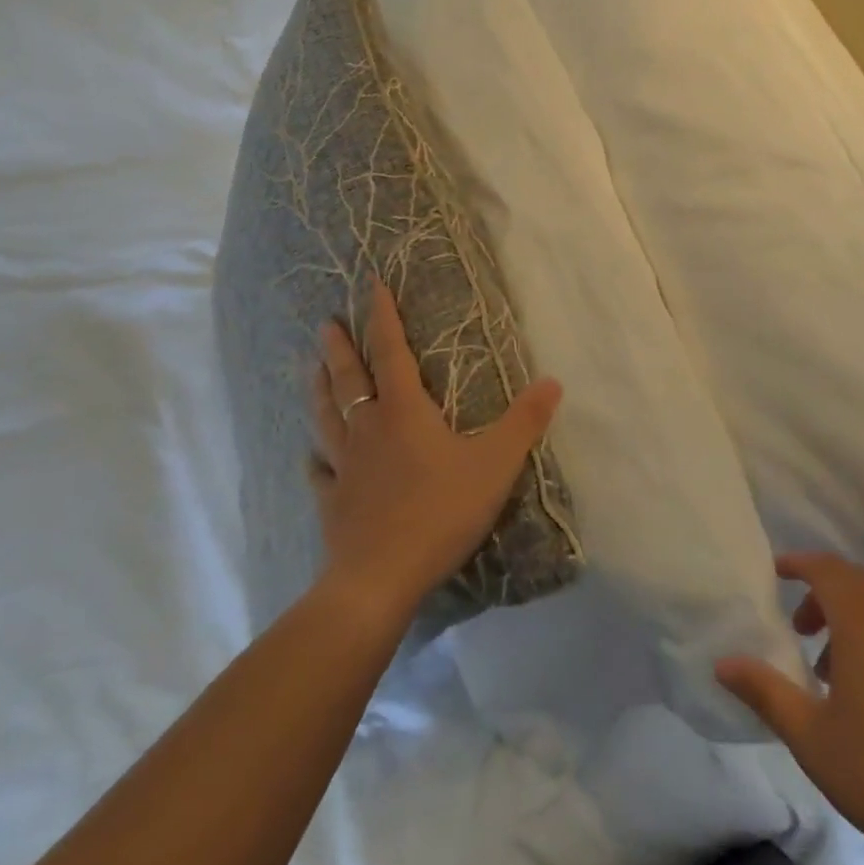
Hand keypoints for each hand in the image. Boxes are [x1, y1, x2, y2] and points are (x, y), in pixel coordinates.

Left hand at [309, 280, 561, 616]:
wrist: (380, 579)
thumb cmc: (440, 512)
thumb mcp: (495, 464)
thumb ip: (524, 422)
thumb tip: (553, 381)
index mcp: (404, 412)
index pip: (391, 352)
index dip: (382, 317)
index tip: (370, 285)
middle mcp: (368, 429)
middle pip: (349, 379)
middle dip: (339, 348)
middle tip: (325, 324)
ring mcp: (344, 466)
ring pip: (326, 417)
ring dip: (319, 389)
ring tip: (310, 368)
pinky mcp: (333, 502)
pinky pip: (320, 472)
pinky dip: (316, 460)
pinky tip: (311, 458)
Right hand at [715, 553, 863, 864]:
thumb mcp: (812, 739)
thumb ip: (765, 692)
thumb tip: (723, 662)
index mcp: (863, 624)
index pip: (827, 568)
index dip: (799, 563)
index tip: (776, 573)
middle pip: (857, 583)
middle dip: (823, 593)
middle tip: (800, 628)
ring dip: (853, 620)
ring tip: (834, 671)